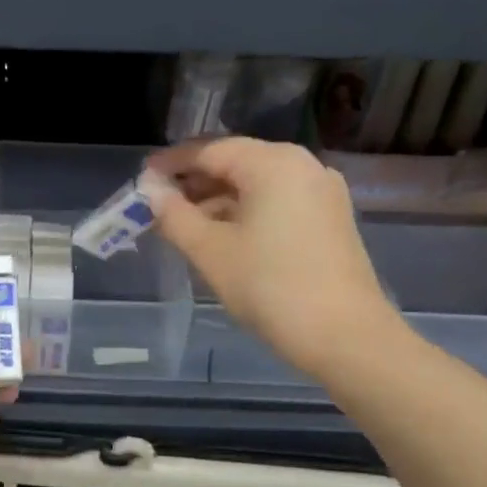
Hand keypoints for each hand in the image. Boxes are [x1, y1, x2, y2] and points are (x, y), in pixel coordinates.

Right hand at [147, 137, 402, 377]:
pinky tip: (222, 236)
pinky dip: (245, 212)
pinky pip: (277, 202)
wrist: (344, 336)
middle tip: (158, 205)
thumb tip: (151, 192)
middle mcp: (302, 165)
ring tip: (183, 225)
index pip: (210, 150)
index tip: (142, 180)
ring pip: (257, 184)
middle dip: (195, 182)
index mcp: (273, 163)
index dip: (172, 164)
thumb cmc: (269, 286)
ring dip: (218, 200)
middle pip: (236, 162)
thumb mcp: (210, 251)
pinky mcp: (330, 219)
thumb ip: (175, 216)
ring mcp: (321, 192)